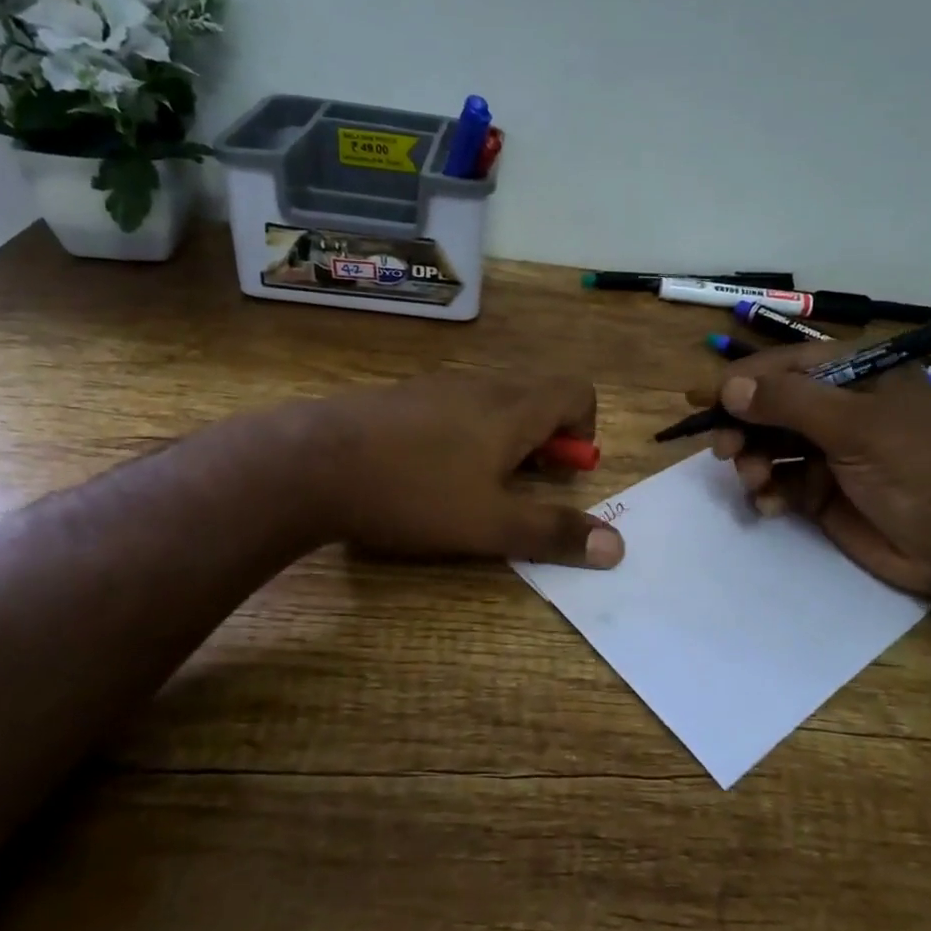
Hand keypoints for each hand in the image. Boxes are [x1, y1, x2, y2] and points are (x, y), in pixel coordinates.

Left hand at [303, 369, 624, 567]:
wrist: (312, 463)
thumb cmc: (415, 493)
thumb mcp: (491, 525)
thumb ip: (554, 532)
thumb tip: (618, 546)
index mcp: (515, 408)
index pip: (578, 391)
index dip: (584, 430)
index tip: (561, 472)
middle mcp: (482, 385)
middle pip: (538, 395)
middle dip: (544, 440)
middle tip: (519, 484)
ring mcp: (438, 385)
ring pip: (494, 401)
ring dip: (503, 437)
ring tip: (472, 483)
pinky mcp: (402, 395)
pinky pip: (454, 405)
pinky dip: (463, 432)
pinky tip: (426, 470)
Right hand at [700, 343, 930, 597]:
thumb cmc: (915, 468)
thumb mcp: (854, 426)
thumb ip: (789, 402)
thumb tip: (729, 388)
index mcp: (855, 375)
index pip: (784, 365)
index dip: (742, 380)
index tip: (702, 398)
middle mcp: (838, 407)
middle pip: (770, 406)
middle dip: (743, 425)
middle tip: (722, 448)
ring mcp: (829, 450)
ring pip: (769, 445)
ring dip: (752, 460)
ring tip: (752, 479)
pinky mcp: (822, 491)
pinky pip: (779, 482)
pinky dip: (768, 492)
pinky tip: (770, 504)